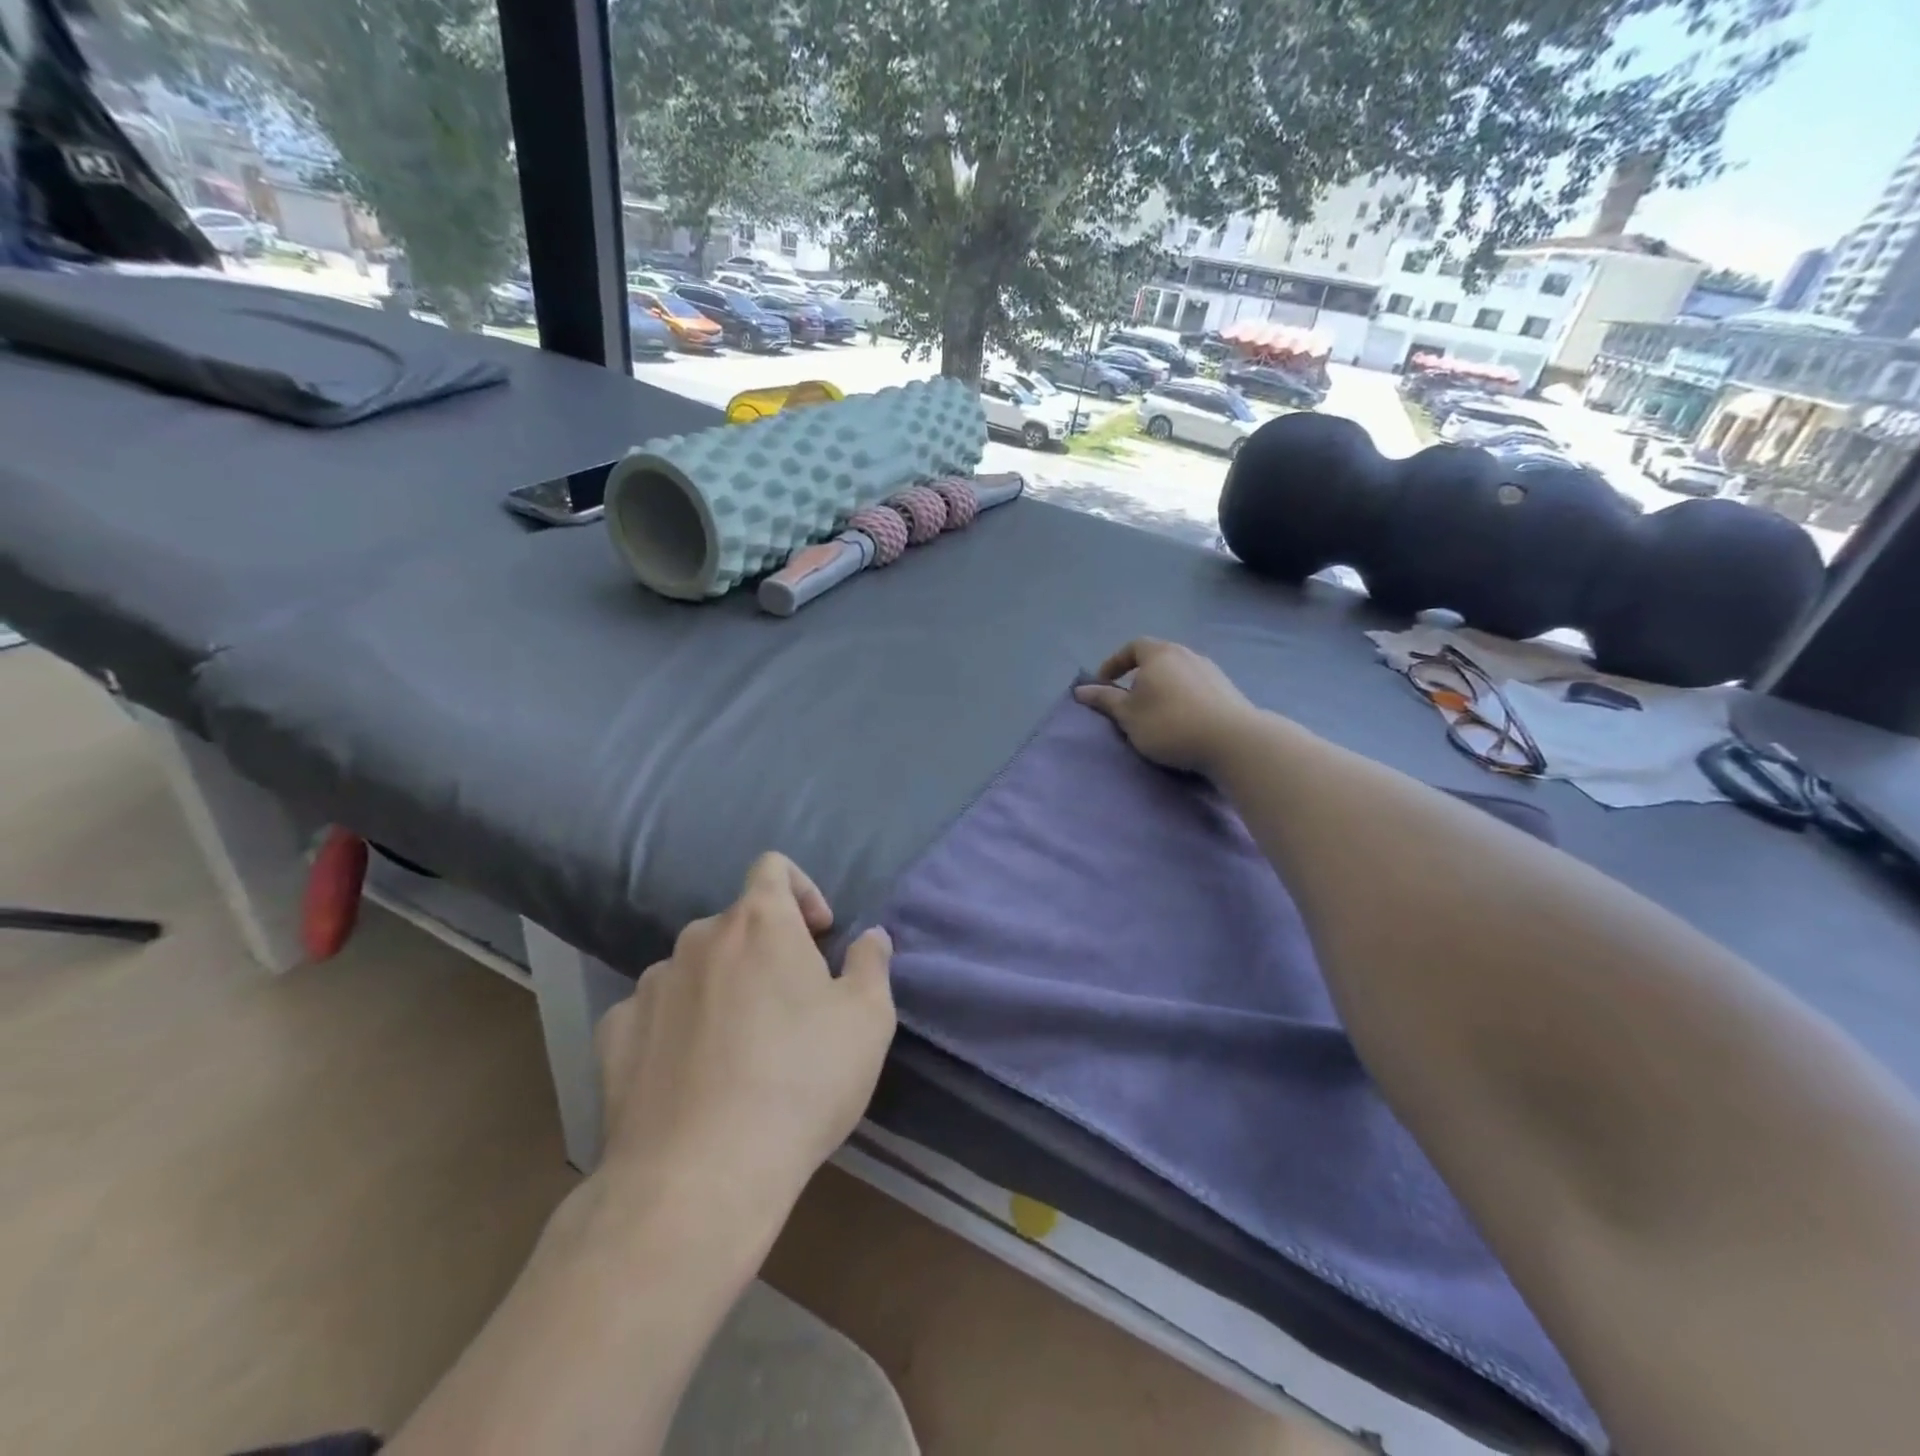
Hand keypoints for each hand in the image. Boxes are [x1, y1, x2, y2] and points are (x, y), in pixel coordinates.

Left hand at [593, 853, 894, 1207]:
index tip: (819, 935)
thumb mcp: (867, 1020)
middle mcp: (698, 938)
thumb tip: (870, 937)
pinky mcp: (615, 1036)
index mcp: (759, 922)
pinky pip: (653, 1012)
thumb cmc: (801, 1082)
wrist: (699, 1177)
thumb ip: (871, 964)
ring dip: (721, 987)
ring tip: (739, 1048)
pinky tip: (691, 1075)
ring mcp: (650, 986)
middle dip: (767, 949)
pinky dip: (676, 1025)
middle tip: (791, 1006)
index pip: (773, 867)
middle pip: (737, 924)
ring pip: (695, 968)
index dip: (802, 889)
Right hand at [1074, 638, 1262, 775]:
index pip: (1133, 646)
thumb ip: (1104, 700)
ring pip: (1179, 672)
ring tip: (1155, 711)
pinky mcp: (1228, 689)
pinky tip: (1182, 719)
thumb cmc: (1170, 724)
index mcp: (1160, 654)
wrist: (1232, 741)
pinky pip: (1196, 686)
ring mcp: (1211, 670)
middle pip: (1158, 657)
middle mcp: (1187, 654)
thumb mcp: (1128, 715)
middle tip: (1129, 697)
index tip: (1104, 682)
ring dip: (1163, 686)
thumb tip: (1080, 690)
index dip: (1115, 662)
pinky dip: (1183, 696)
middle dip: (1140, 674)